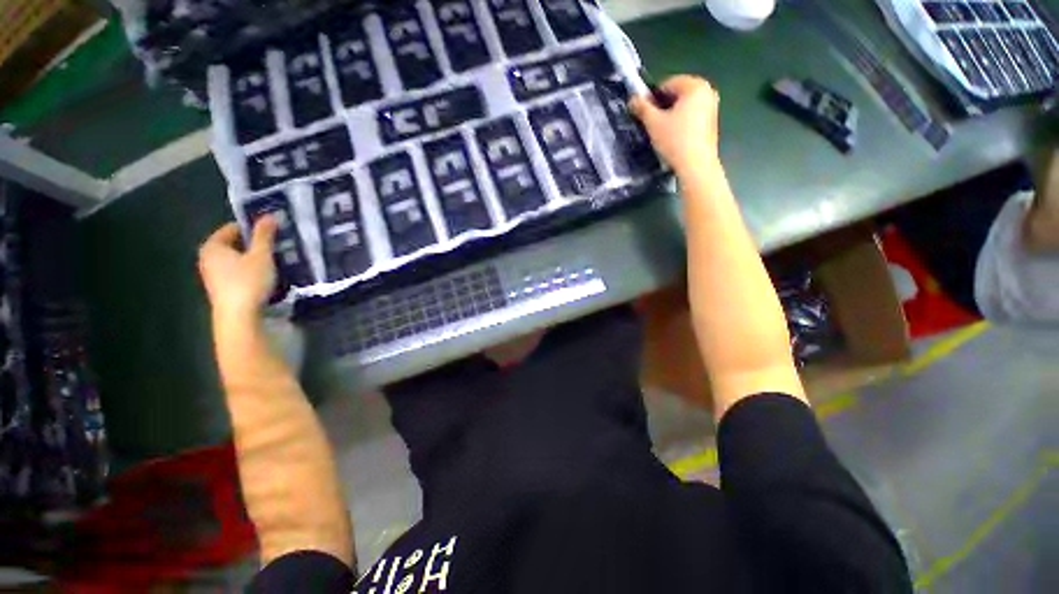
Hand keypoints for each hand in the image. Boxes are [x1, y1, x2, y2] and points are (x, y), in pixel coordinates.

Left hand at [198, 217, 277, 321]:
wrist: (239, 316)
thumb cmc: (248, 281)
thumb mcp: (261, 255)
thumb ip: (265, 235)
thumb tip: (270, 215)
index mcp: (213, 245)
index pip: (233, 228)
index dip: (254, 228)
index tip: (273, 232)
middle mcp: (208, 258)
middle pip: (235, 245)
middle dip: (255, 245)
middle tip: (277, 246)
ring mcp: (213, 275)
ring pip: (237, 260)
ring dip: (255, 259)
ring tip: (276, 261)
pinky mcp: (222, 289)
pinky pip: (237, 272)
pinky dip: (251, 271)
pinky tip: (266, 277)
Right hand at [630, 75, 719, 176]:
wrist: (696, 165)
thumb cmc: (675, 140)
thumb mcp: (654, 123)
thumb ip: (642, 108)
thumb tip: (632, 99)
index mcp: (695, 86)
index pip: (668, 83)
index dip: (652, 97)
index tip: (643, 112)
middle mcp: (707, 92)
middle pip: (678, 94)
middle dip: (662, 106)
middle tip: (651, 123)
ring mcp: (712, 108)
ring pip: (684, 106)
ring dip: (671, 115)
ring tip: (660, 132)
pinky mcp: (711, 123)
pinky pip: (692, 116)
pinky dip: (681, 123)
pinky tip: (672, 138)